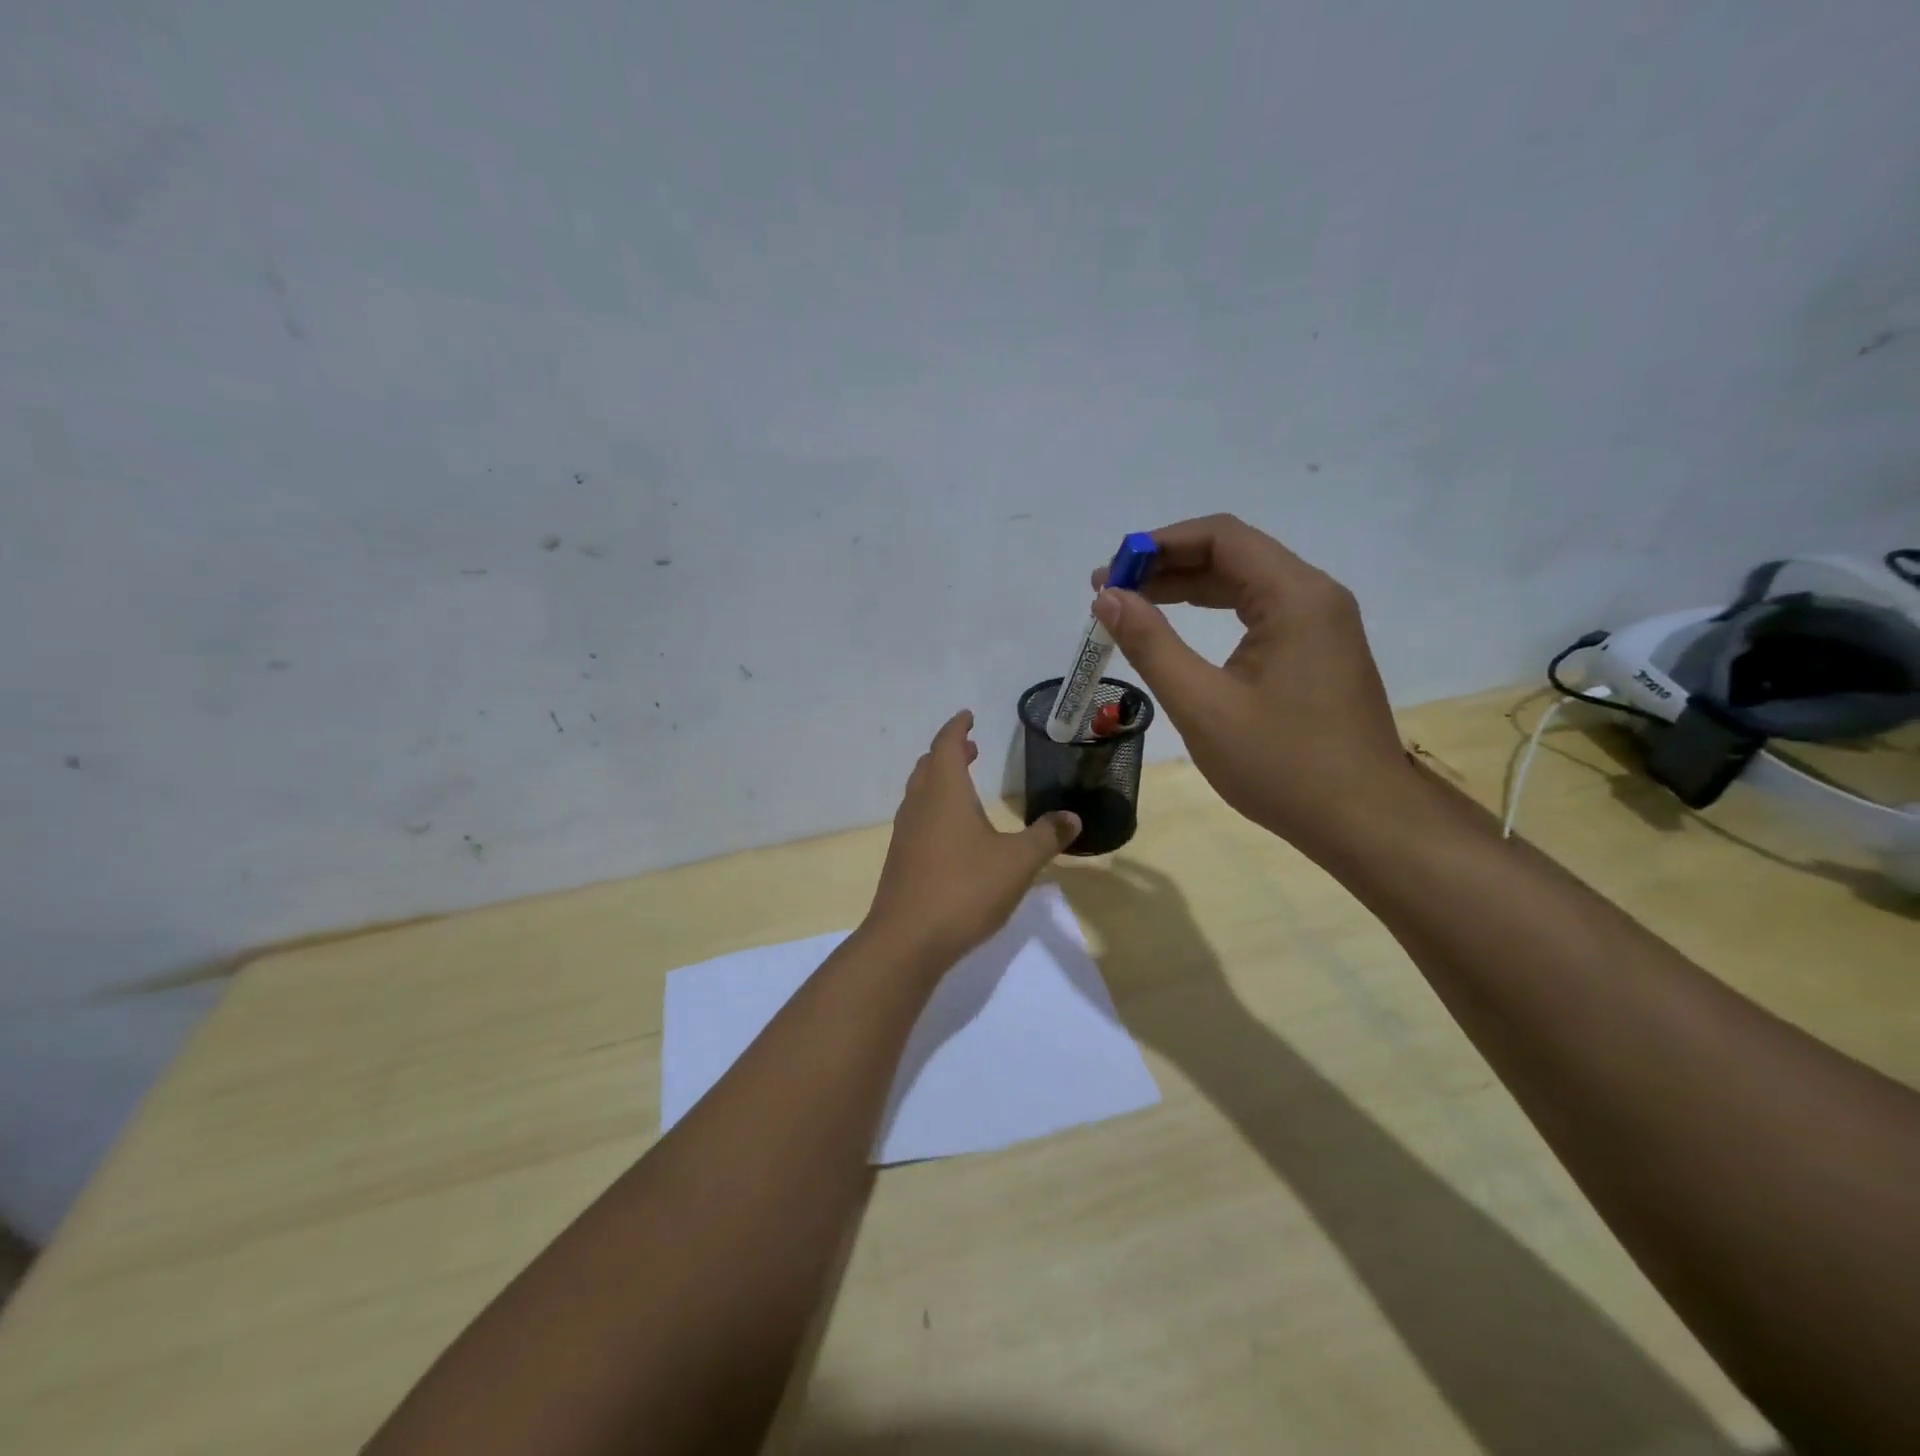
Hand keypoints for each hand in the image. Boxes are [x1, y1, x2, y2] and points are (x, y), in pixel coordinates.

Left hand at [864, 711, 1081, 969]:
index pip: (947, 745)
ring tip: (963, 783)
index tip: (968, 716)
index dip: (958, 728)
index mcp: (944, 792)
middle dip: (949, 752)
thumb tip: (1072, 817)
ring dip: (940, 780)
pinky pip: (918, 819)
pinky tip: (952, 832)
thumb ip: (1046, 836)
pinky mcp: (901, 860)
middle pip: (929, 766)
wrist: (908, 940)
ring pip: (920, 793)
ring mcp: (905, 834)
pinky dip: (934, 808)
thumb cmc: (965, 889)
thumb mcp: (1017, 862)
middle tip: (971, 748)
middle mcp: (919, 805)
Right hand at [1091, 513, 1417, 859]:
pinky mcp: (1319, 649)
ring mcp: (1322, 622)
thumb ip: (1151, 644)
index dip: (1157, 545)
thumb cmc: (1281, 765)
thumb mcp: (1202, 705)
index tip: (1108, 572)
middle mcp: (1314, 595)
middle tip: (1109, 592)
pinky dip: (1215, 611)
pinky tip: (1180, 627)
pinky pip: (1260, 610)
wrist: (1363, 821)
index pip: (1220, 536)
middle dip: (1167, 566)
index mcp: (1295, 596)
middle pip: (1233, 553)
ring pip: (1246, 582)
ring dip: (1188, 587)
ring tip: (1133, 606)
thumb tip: (1108, 597)